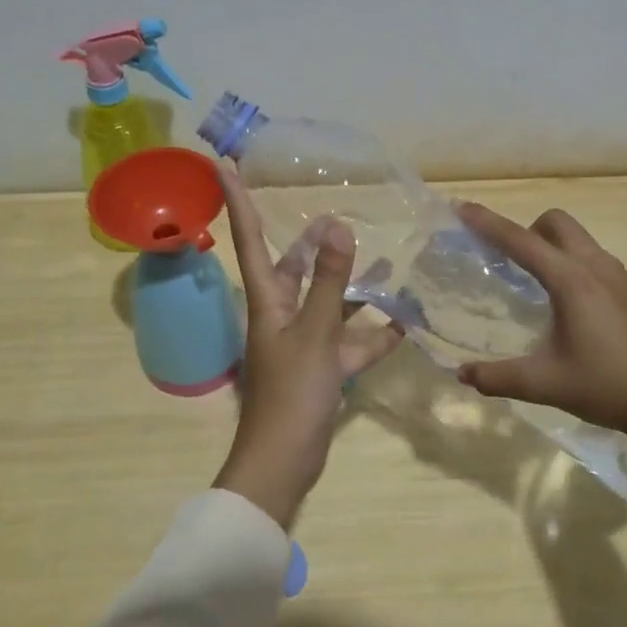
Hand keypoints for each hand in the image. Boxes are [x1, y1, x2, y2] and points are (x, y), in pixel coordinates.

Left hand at [212, 165, 403, 527]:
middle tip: (333, 215)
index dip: (236, 200)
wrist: (284, 463)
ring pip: (326, 303)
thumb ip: (328, 282)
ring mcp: (301, 342)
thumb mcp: (315, 334)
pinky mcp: (321, 368)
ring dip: (350, 286)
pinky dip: (372, 333)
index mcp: (267, 300)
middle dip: (310, 243)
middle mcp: (281, 314)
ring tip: (382, 261)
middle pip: (293, 268)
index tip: (223, 163)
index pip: (249, 238)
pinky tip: (403, 322)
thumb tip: (337, 226)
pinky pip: (348, 341)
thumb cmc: (292, 394)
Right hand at [454, 203, 626, 447]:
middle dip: (528, 229)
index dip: (488, 223)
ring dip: (555, 247)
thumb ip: (499, 377)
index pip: (520, 241)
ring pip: (581, 241)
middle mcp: (597, 268)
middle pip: (557, 223)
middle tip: (509, 261)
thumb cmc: (610, 386)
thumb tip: (462, 375)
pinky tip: (575, 310)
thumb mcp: (546, 384)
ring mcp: (622, 278)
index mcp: (571, 280)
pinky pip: (597, 262)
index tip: (463, 208)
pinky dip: (576, 266)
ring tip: (539, 285)